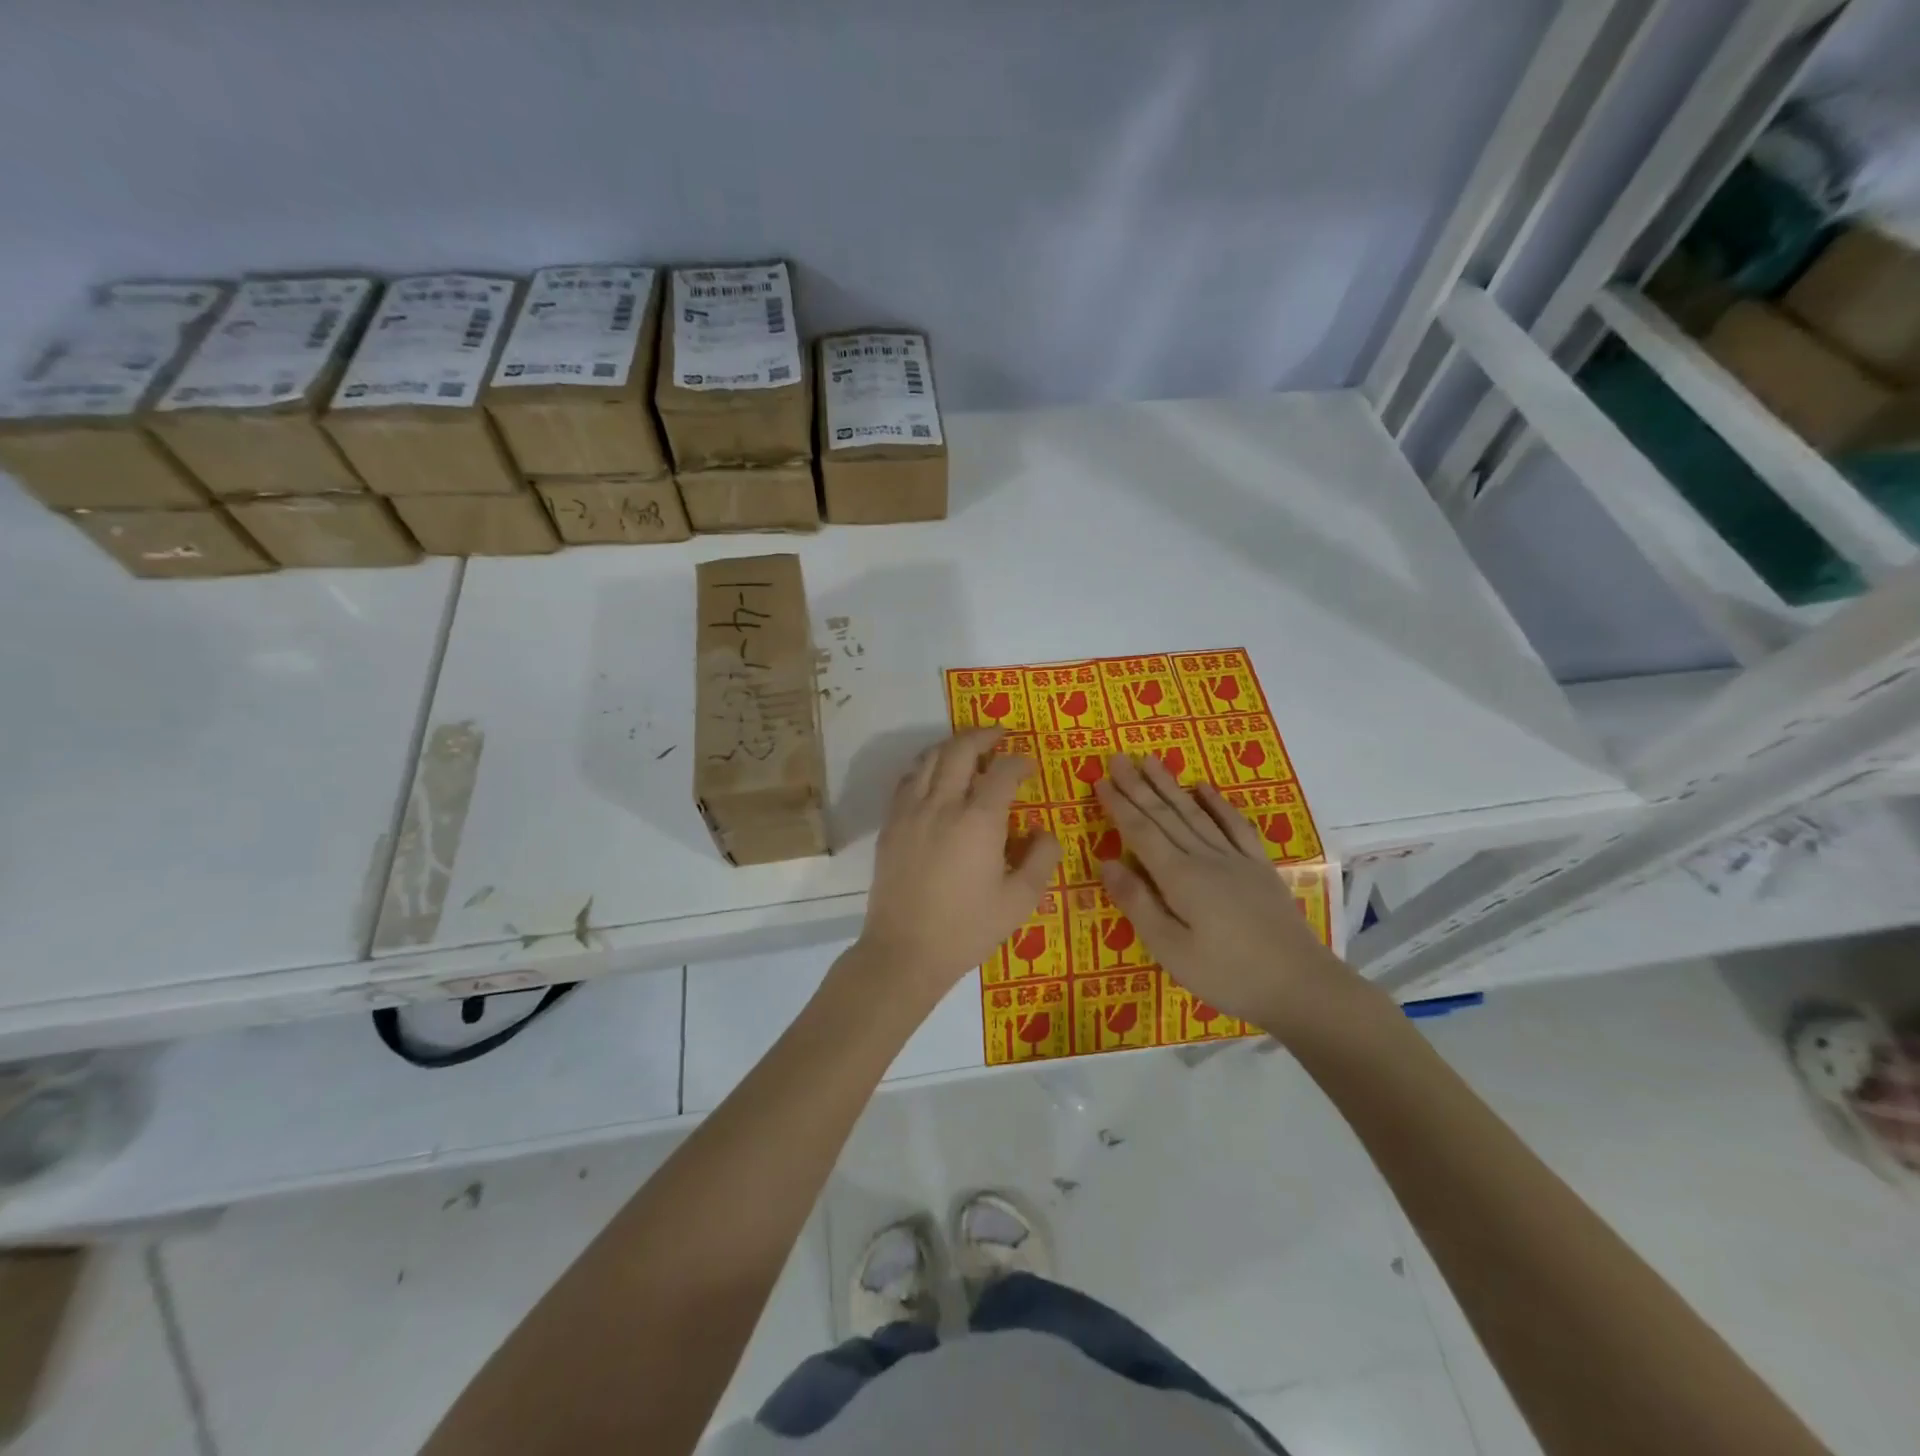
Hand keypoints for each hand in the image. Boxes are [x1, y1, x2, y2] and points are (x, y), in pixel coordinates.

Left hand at [856, 728, 1062, 1002]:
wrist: (904, 951)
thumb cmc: (967, 929)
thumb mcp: (1019, 901)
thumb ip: (1040, 859)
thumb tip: (1044, 832)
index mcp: (978, 820)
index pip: (1003, 772)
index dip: (1020, 761)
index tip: (1029, 765)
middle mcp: (942, 804)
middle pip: (960, 749)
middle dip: (983, 734)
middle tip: (1000, 733)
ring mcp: (910, 811)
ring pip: (929, 758)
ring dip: (952, 745)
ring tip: (969, 748)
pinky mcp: (890, 824)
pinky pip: (907, 779)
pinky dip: (926, 766)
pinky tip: (935, 776)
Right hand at [1094, 754, 1371, 1036]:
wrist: (1300, 985)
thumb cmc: (1227, 974)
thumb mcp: (1170, 949)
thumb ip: (1137, 903)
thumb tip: (1105, 862)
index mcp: (1179, 877)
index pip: (1141, 832)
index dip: (1119, 805)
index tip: (1100, 781)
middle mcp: (1204, 857)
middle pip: (1165, 815)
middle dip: (1138, 786)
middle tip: (1117, 757)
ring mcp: (1235, 859)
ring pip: (1195, 813)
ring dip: (1170, 786)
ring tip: (1151, 761)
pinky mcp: (1259, 867)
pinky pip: (1235, 826)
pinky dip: (1217, 804)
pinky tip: (1204, 788)